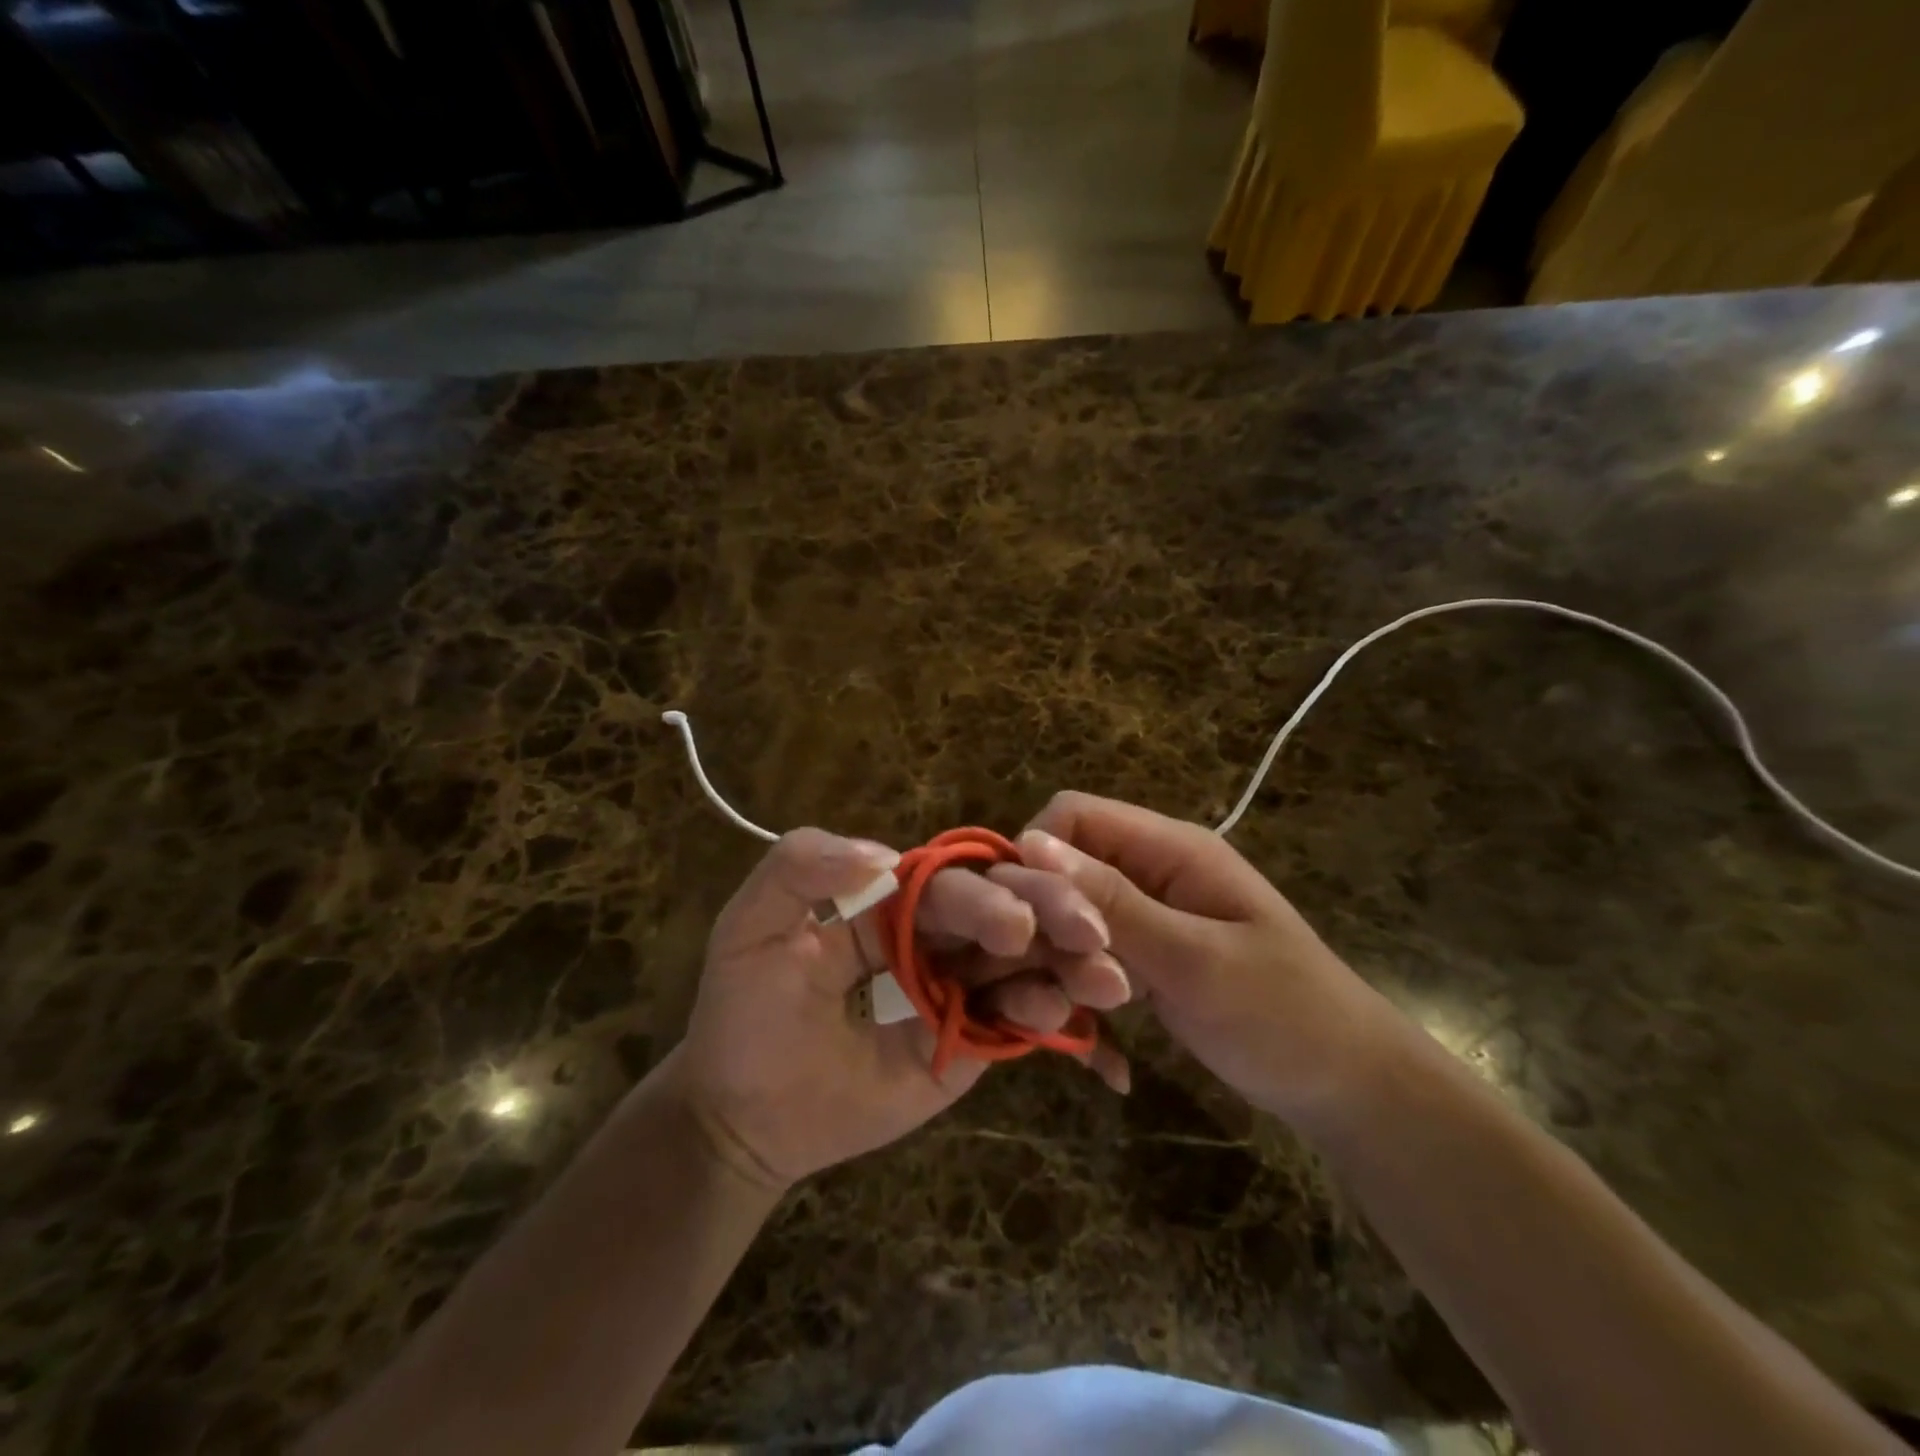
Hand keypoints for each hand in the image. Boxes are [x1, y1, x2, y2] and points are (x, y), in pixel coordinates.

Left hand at [671, 828, 1131, 1188]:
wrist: (740, 1113)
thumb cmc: (744, 1010)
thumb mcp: (752, 924)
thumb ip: (801, 868)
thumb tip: (885, 854)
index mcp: (892, 895)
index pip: (953, 881)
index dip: (988, 894)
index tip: (1016, 921)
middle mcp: (934, 934)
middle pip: (1004, 910)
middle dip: (1050, 916)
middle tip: (1088, 934)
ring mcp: (956, 988)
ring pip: (1024, 960)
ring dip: (1068, 961)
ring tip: (1107, 979)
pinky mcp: (969, 1042)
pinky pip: (1014, 1019)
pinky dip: (1044, 1012)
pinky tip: (1062, 1014)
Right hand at [1016, 793, 1403, 1126]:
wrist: (1347, 1086)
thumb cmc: (1283, 1013)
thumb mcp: (1194, 959)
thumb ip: (1113, 903)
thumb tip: (1031, 844)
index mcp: (1169, 848)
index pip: (1072, 816)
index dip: (1037, 857)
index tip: (1024, 921)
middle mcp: (1150, 871)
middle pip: (1064, 870)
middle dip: (1051, 926)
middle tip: (1072, 988)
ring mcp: (1147, 917)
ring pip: (1070, 921)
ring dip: (1067, 969)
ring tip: (1096, 1020)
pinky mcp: (1144, 958)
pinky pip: (1089, 959)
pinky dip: (1084, 996)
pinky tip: (1099, 1046)